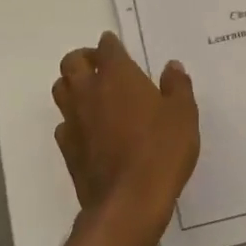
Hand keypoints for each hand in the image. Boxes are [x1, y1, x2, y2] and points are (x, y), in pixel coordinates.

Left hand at [52, 32, 199, 245]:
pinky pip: (63, 123)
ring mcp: (74, 119)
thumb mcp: (183, 115)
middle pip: (72, 62)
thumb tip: (172, 67)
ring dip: (73, 84)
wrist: (129, 201)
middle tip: (100, 65)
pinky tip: (88, 129)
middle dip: (84, 58)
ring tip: (91, 92)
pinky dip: (73, 119)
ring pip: (61, 89)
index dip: (111, 45)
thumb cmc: (161, 150)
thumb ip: (177, 87)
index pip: (107, 47)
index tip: (117, 48)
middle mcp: (89, 91)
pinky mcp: (67, 147)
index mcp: (117, 76)